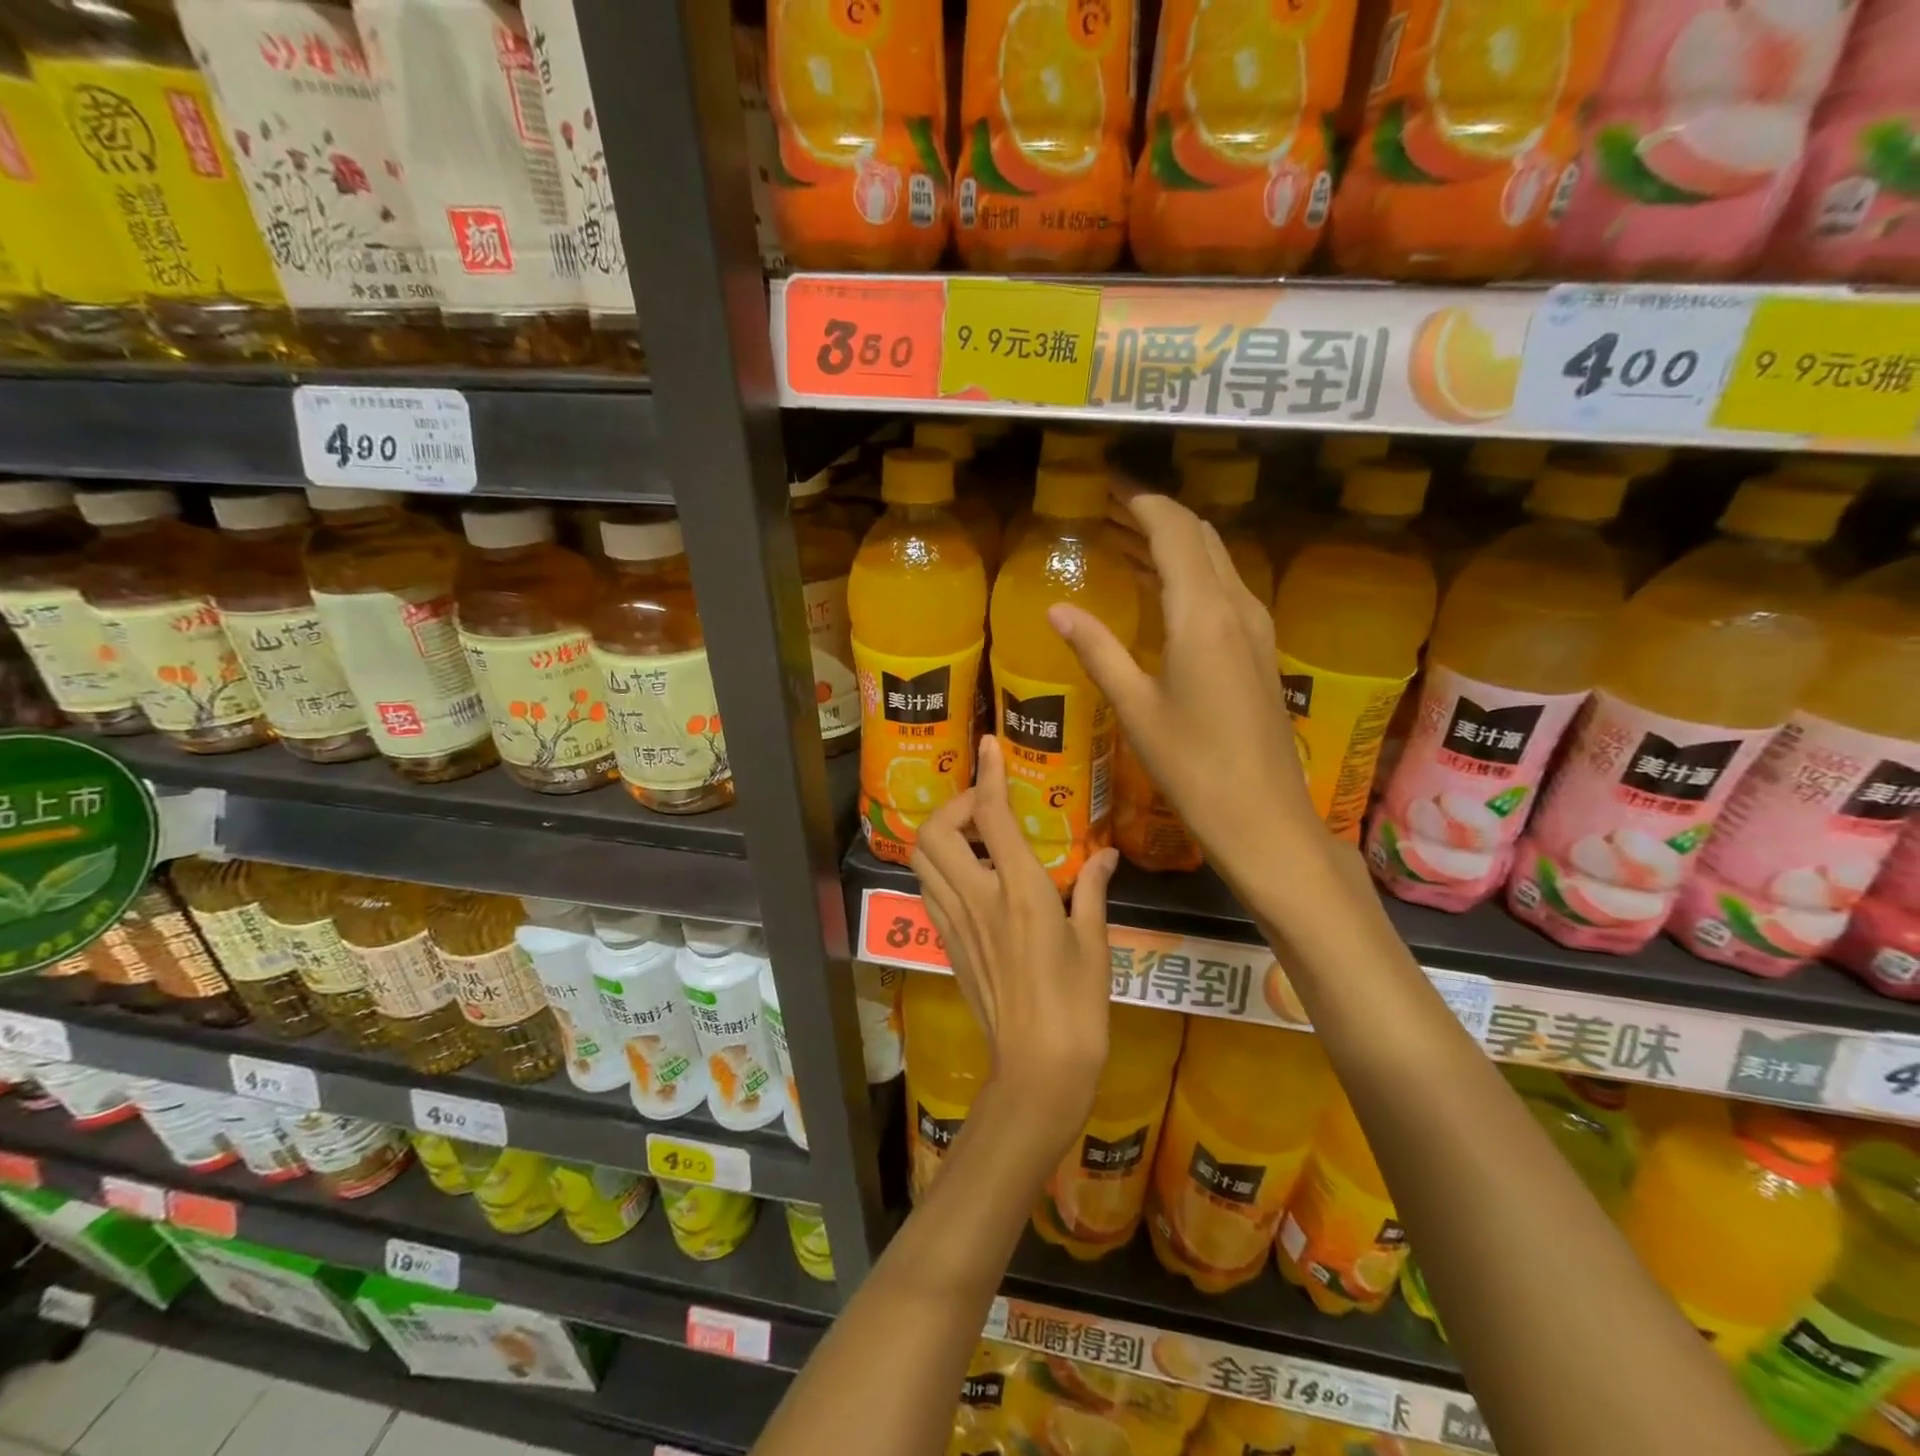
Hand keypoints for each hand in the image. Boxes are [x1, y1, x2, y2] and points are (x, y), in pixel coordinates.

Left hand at [909, 736, 1117, 1160]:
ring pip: (922, 858)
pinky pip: (928, 890)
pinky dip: (939, 867)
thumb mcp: (1096, 944)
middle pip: (935, 831)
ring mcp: (955, 923)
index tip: (989, 744)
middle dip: (954, 804)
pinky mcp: (946, 944)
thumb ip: (1093, 888)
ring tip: (976, 836)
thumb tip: (1105, 852)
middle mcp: (978, 899)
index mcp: (1021, 892)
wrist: (1036, 1071)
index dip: (989, 773)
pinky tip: (970, 875)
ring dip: (941, 834)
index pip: (993, 816)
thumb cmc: (1078, 1008)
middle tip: (987, 808)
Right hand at [1053, 484, 1324, 897]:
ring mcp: (1255, 627)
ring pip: (1215, 560)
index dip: (1141, 501)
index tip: (1107, 486)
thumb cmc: (1192, 765)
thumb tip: (1056, 608)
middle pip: (1198, 536)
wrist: (1263, 815)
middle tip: (1107, 511)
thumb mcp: (1136, 707)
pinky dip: (1189, 573)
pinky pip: (1223, 589)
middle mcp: (1236, 607)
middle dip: (1154, 515)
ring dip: (1173, 543)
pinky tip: (1161, 591)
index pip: (1174, 530)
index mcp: (1202, 614)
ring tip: (1124, 541)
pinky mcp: (1259, 650)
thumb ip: (1096, 650)